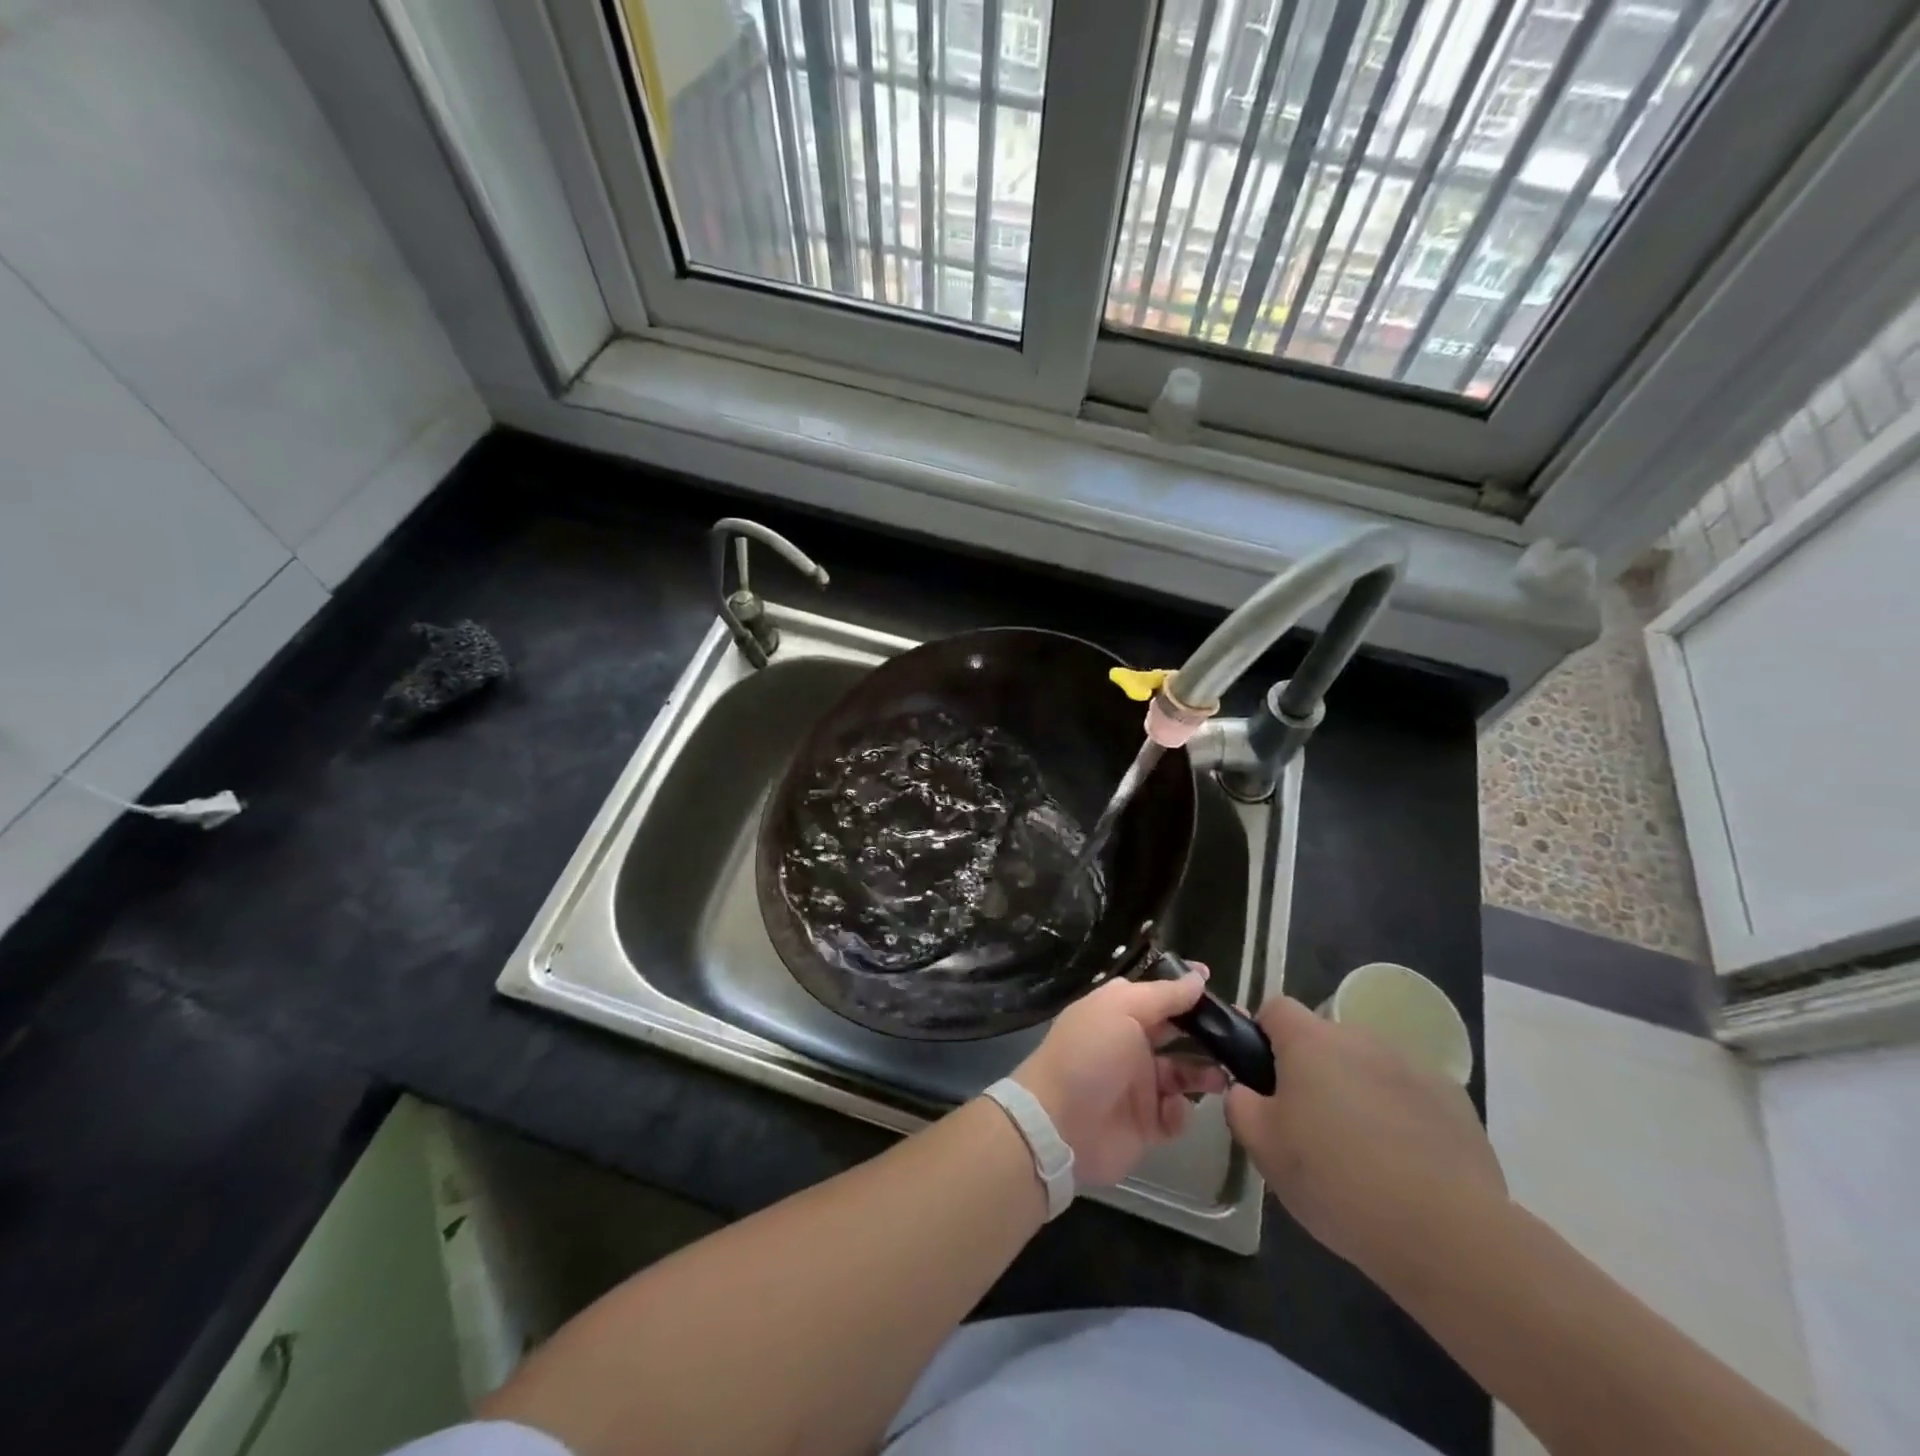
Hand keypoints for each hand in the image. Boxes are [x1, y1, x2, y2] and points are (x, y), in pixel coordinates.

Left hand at [1011, 969, 1228, 1186]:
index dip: (1186, 989)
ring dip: (1204, 1073)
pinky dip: (1180, 1112)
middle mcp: (1131, 1044)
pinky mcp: (1146, 1124)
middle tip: (1240, 1035)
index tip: (1214, 983)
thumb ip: (1163, 996)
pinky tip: (1172, 1109)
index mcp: (1119, 1011)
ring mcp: (1138, 1085)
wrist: (1058, 1124)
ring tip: (1221, 1077)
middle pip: (1177, 1034)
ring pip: (1183, 1074)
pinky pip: (1176, 1114)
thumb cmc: (1089, 1054)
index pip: (1159, 995)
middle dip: (1207, 1034)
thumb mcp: (1122, 1010)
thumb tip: (1197, 977)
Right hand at [1226, 996, 1505, 1284]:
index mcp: (1310, 1041)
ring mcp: (1412, 1066)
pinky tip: (1405, 1167)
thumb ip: (1240, 1104)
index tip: (1265, 1080)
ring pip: (1368, 1068)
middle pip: (1324, 1040)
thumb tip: (1246, 1090)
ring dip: (1358, 1093)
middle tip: (1309, 1128)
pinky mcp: (1454, 1100)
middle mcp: (1361, 1038)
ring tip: (1362, 1155)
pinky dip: (1401, 1118)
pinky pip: (1410, 1096)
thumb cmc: (1336, 1180)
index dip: (1263, 1037)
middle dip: (1313, 1072)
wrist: (1446, 1234)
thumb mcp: (1262, 1147)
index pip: (1275, 1009)